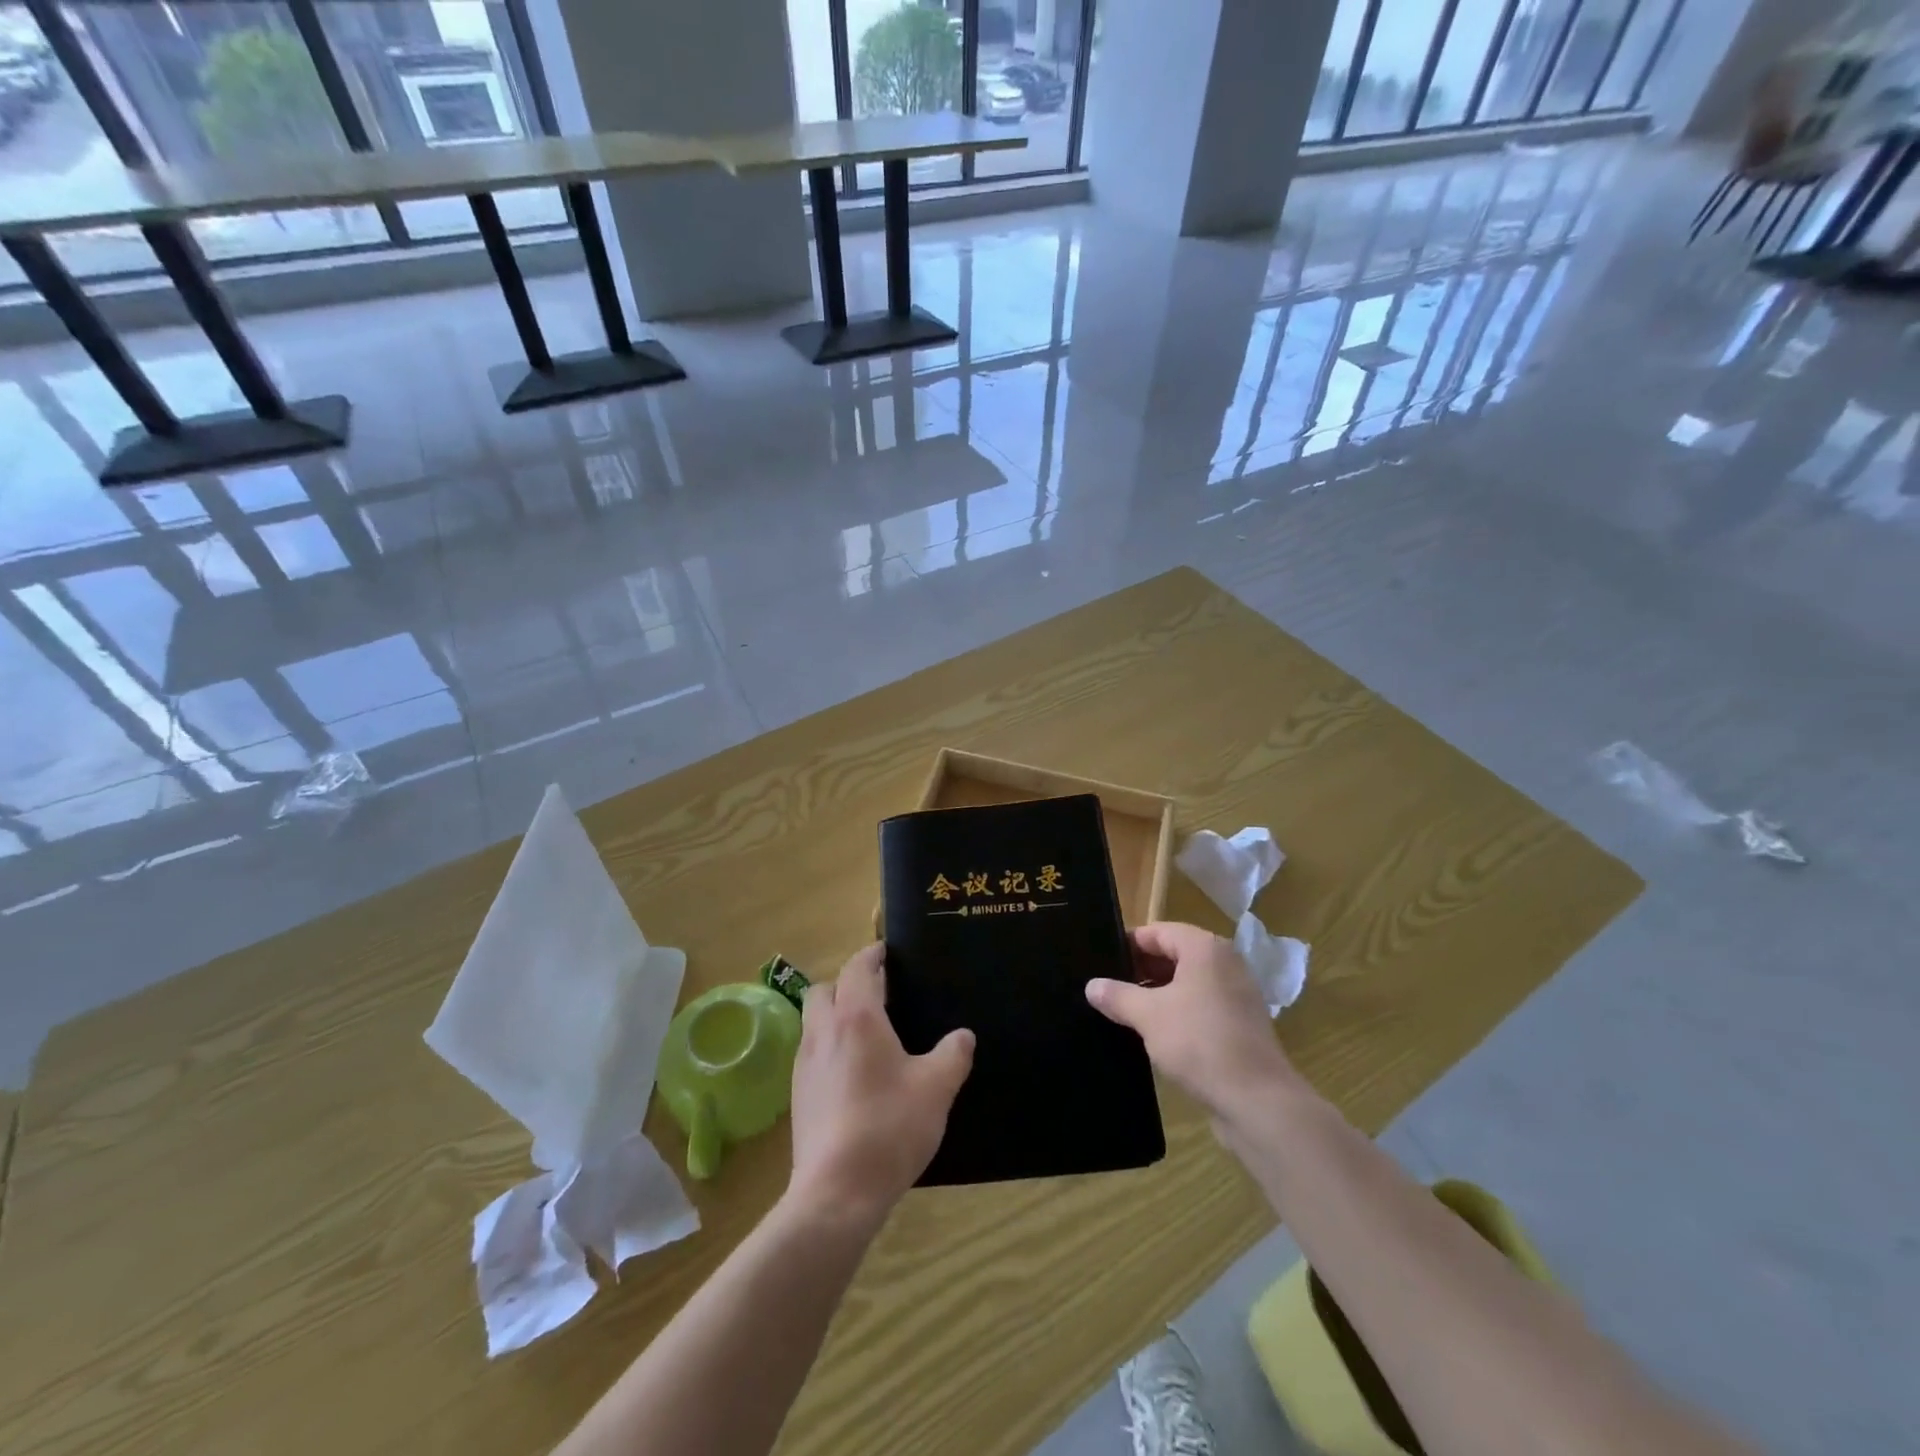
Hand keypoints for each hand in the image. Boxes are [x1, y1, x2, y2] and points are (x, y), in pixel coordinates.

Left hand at [787, 944, 973, 1231]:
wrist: (836, 1192)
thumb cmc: (889, 1127)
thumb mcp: (936, 1088)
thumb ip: (953, 1055)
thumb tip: (963, 1035)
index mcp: (856, 1017)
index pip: (858, 968)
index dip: (872, 955)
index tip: (887, 952)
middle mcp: (823, 1032)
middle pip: (824, 989)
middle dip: (847, 983)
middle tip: (878, 995)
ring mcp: (804, 1064)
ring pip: (813, 1021)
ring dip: (834, 1015)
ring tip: (867, 1033)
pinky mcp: (797, 1095)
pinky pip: (811, 1053)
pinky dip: (829, 1046)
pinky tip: (852, 1073)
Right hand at [1086, 921, 1298, 1121]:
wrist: (1257, 1101)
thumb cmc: (1199, 1042)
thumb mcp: (1148, 1016)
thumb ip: (1117, 996)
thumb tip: (1092, 986)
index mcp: (1205, 948)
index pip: (1157, 932)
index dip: (1127, 944)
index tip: (1100, 962)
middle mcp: (1225, 963)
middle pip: (1173, 954)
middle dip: (1140, 971)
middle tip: (1108, 989)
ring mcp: (1236, 994)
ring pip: (1187, 982)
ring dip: (1157, 994)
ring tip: (1124, 1012)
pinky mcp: (1241, 1024)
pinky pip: (1201, 1006)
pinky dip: (1177, 1013)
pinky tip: (1154, 1034)